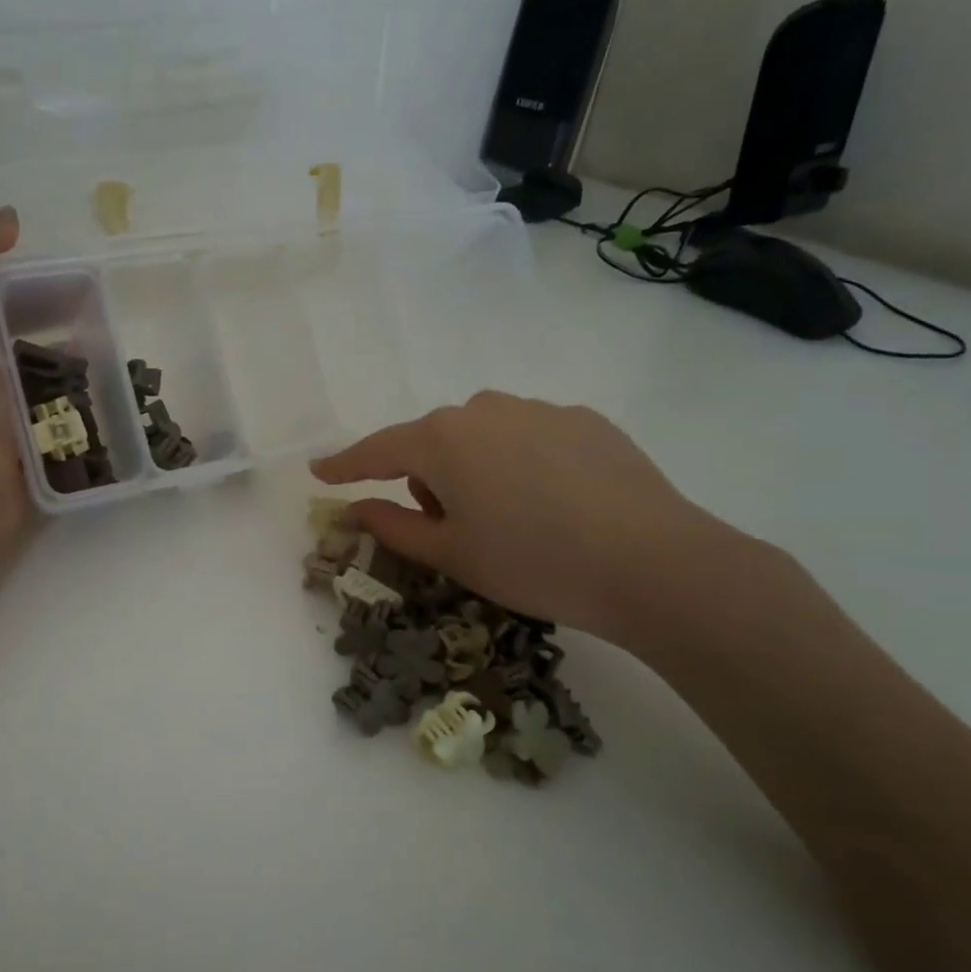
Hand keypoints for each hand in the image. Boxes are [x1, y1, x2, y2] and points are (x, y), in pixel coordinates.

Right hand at [310, 392, 749, 650]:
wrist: (650, 562)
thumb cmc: (531, 562)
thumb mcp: (451, 554)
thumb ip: (394, 526)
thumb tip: (355, 508)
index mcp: (442, 441)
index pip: (378, 449)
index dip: (346, 464)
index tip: (321, 471)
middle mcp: (485, 409)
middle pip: (434, 441)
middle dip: (429, 479)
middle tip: (456, 529)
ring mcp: (539, 409)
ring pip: (483, 436)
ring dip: (476, 468)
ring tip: (512, 518)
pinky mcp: (584, 420)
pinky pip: (530, 437)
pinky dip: (522, 464)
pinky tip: (557, 504)